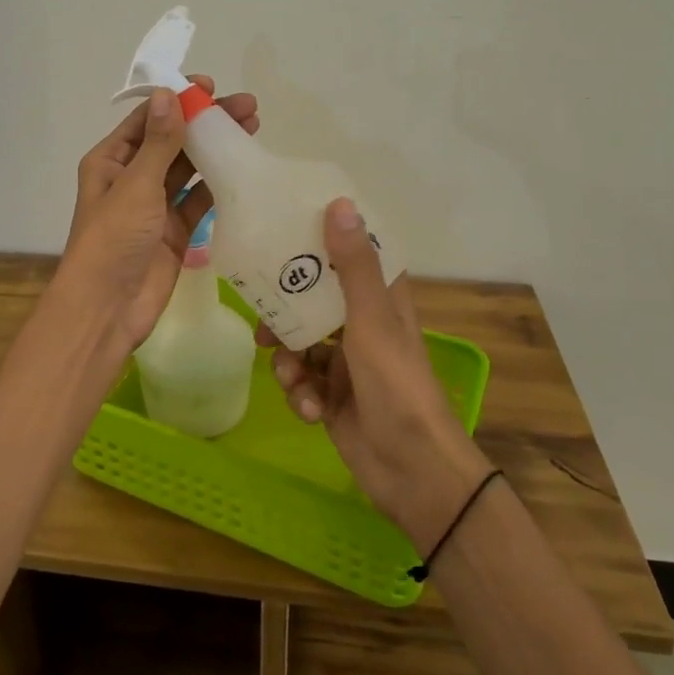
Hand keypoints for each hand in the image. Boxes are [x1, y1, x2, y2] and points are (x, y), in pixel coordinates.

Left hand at [58, 75, 258, 353]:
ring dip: (215, 150)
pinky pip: (198, 201)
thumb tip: (169, 94)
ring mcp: (154, 206)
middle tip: (247, 107)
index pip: (148, 120)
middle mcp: (132, 178)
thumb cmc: (114, 240)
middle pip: (172, 141)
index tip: (211, 87)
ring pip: (188, 169)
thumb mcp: (136, 185)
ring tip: (252, 129)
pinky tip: (244, 168)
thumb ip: (159, 143)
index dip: (178, 100)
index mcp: (111, 161)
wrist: (108, 308)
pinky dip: (218, 186)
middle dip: (206, 123)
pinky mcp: (174, 231)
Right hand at [260, 197, 491, 553]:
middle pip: (311, 302)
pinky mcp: (330, 397)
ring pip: (298, 345)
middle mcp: (361, 326)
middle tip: (262, 322)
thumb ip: (352, 267)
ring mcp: (344, 364)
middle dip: (284, 315)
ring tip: (292, 379)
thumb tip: (339, 203)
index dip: (319, 243)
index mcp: (380, 301)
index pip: (349, 257)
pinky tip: (310, 411)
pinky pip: (300, 383)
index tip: (283, 233)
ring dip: (289, 363)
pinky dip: (300, 395)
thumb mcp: (372, 322)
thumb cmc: (397, 387)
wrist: (411, 472)